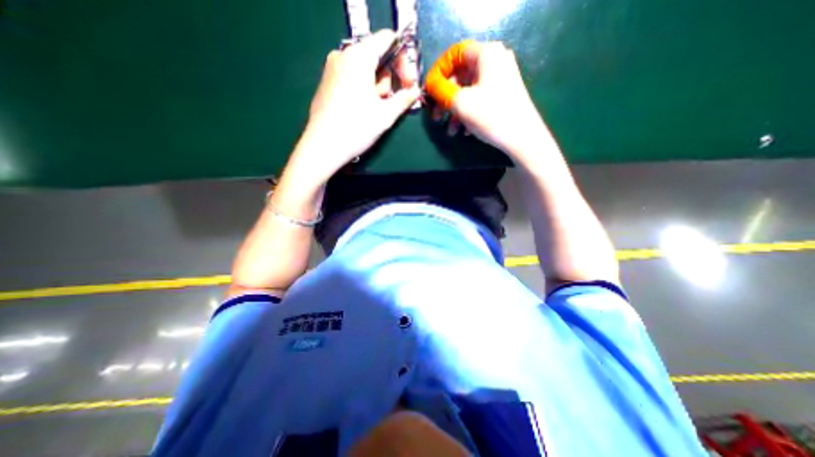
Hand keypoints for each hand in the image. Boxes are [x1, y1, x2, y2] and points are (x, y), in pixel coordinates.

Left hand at [293, 28, 420, 179]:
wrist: (323, 146)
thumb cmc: (357, 128)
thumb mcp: (386, 114)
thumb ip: (404, 99)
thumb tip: (415, 91)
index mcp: (359, 56)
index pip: (388, 40)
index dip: (403, 60)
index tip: (408, 84)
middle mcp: (343, 54)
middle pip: (376, 54)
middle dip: (388, 77)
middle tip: (390, 101)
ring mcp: (332, 67)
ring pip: (364, 67)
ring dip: (376, 85)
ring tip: (375, 109)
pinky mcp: (326, 80)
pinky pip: (351, 75)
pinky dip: (363, 88)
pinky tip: (362, 108)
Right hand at [429, 39, 549, 160]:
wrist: (522, 138)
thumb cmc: (490, 115)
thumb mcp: (460, 102)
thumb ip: (440, 90)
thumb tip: (430, 85)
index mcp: (486, 54)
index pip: (454, 54)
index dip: (438, 72)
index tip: (429, 91)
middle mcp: (495, 61)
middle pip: (461, 75)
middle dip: (445, 98)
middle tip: (436, 116)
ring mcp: (501, 79)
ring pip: (468, 91)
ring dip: (455, 111)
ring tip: (451, 131)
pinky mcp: (503, 95)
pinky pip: (479, 99)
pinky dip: (468, 113)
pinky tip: (465, 131)